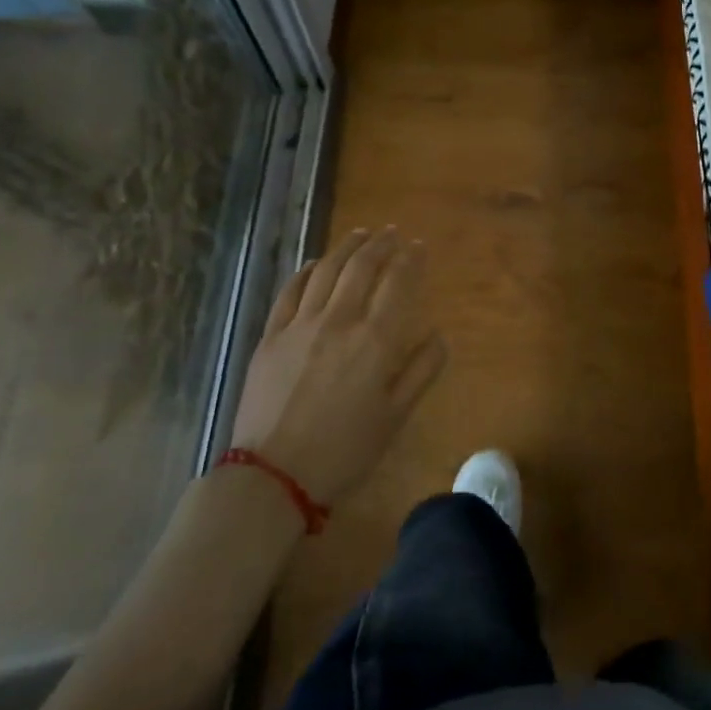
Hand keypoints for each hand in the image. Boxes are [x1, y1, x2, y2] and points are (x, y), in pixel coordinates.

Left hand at [230, 227, 446, 506]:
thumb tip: (439, 334)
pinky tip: (314, 264)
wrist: (273, 477)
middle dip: (380, 244)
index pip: (398, 283)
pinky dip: (306, 272)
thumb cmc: (344, 450)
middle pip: (361, 268)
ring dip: (346, 248)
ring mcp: (300, 325)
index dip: (410, 259)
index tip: (418, 246)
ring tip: (360, 234)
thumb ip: (422, 370)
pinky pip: (290, 292)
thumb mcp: (396, 416)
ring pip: (326, 271)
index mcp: (375, 340)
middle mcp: (339, 321)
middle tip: (391, 232)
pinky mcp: (271, 336)